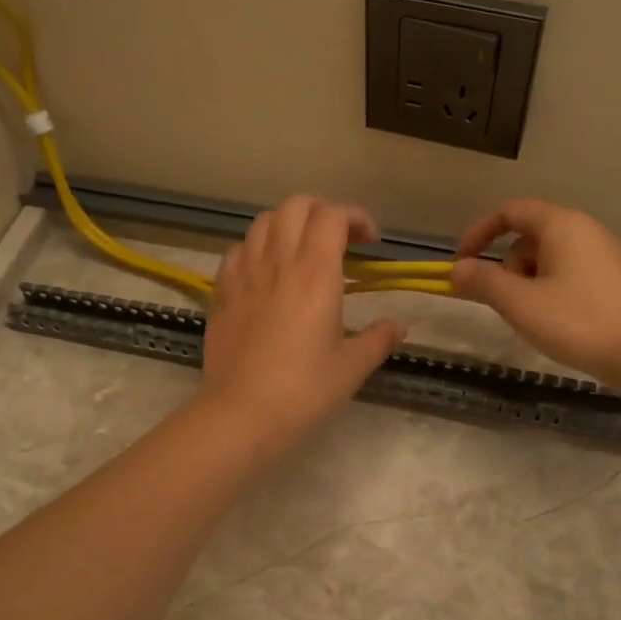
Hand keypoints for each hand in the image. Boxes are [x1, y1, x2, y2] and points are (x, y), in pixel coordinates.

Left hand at [200, 195, 405, 444]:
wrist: (241, 414)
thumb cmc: (304, 390)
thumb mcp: (351, 367)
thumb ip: (378, 339)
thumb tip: (399, 327)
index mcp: (315, 273)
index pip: (333, 216)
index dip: (356, 217)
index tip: (371, 242)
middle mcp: (278, 261)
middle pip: (295, 205)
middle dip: (322, 211)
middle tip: (339, 239)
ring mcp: (244, 274)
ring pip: (263, 222)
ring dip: (288, 224)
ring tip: (301, 250)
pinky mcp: (222, 292)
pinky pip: (237, 250)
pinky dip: (256, 248)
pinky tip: (266, 272)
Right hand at [449, 198, 620, 391]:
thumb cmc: (579, 323)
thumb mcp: (520, 304)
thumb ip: (483, 281)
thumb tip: (458, 269)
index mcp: (563, 225)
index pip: (511, 210)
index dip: (480, 232)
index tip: (464, 262)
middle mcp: (590, 230)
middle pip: (533, 236)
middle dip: (509, 266)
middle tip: (505, 303)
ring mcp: (615, 254)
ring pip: (557, 258)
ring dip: (534, 281)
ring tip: (537, 320)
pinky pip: (581, 275)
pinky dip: (561, 290)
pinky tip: (569, 325)